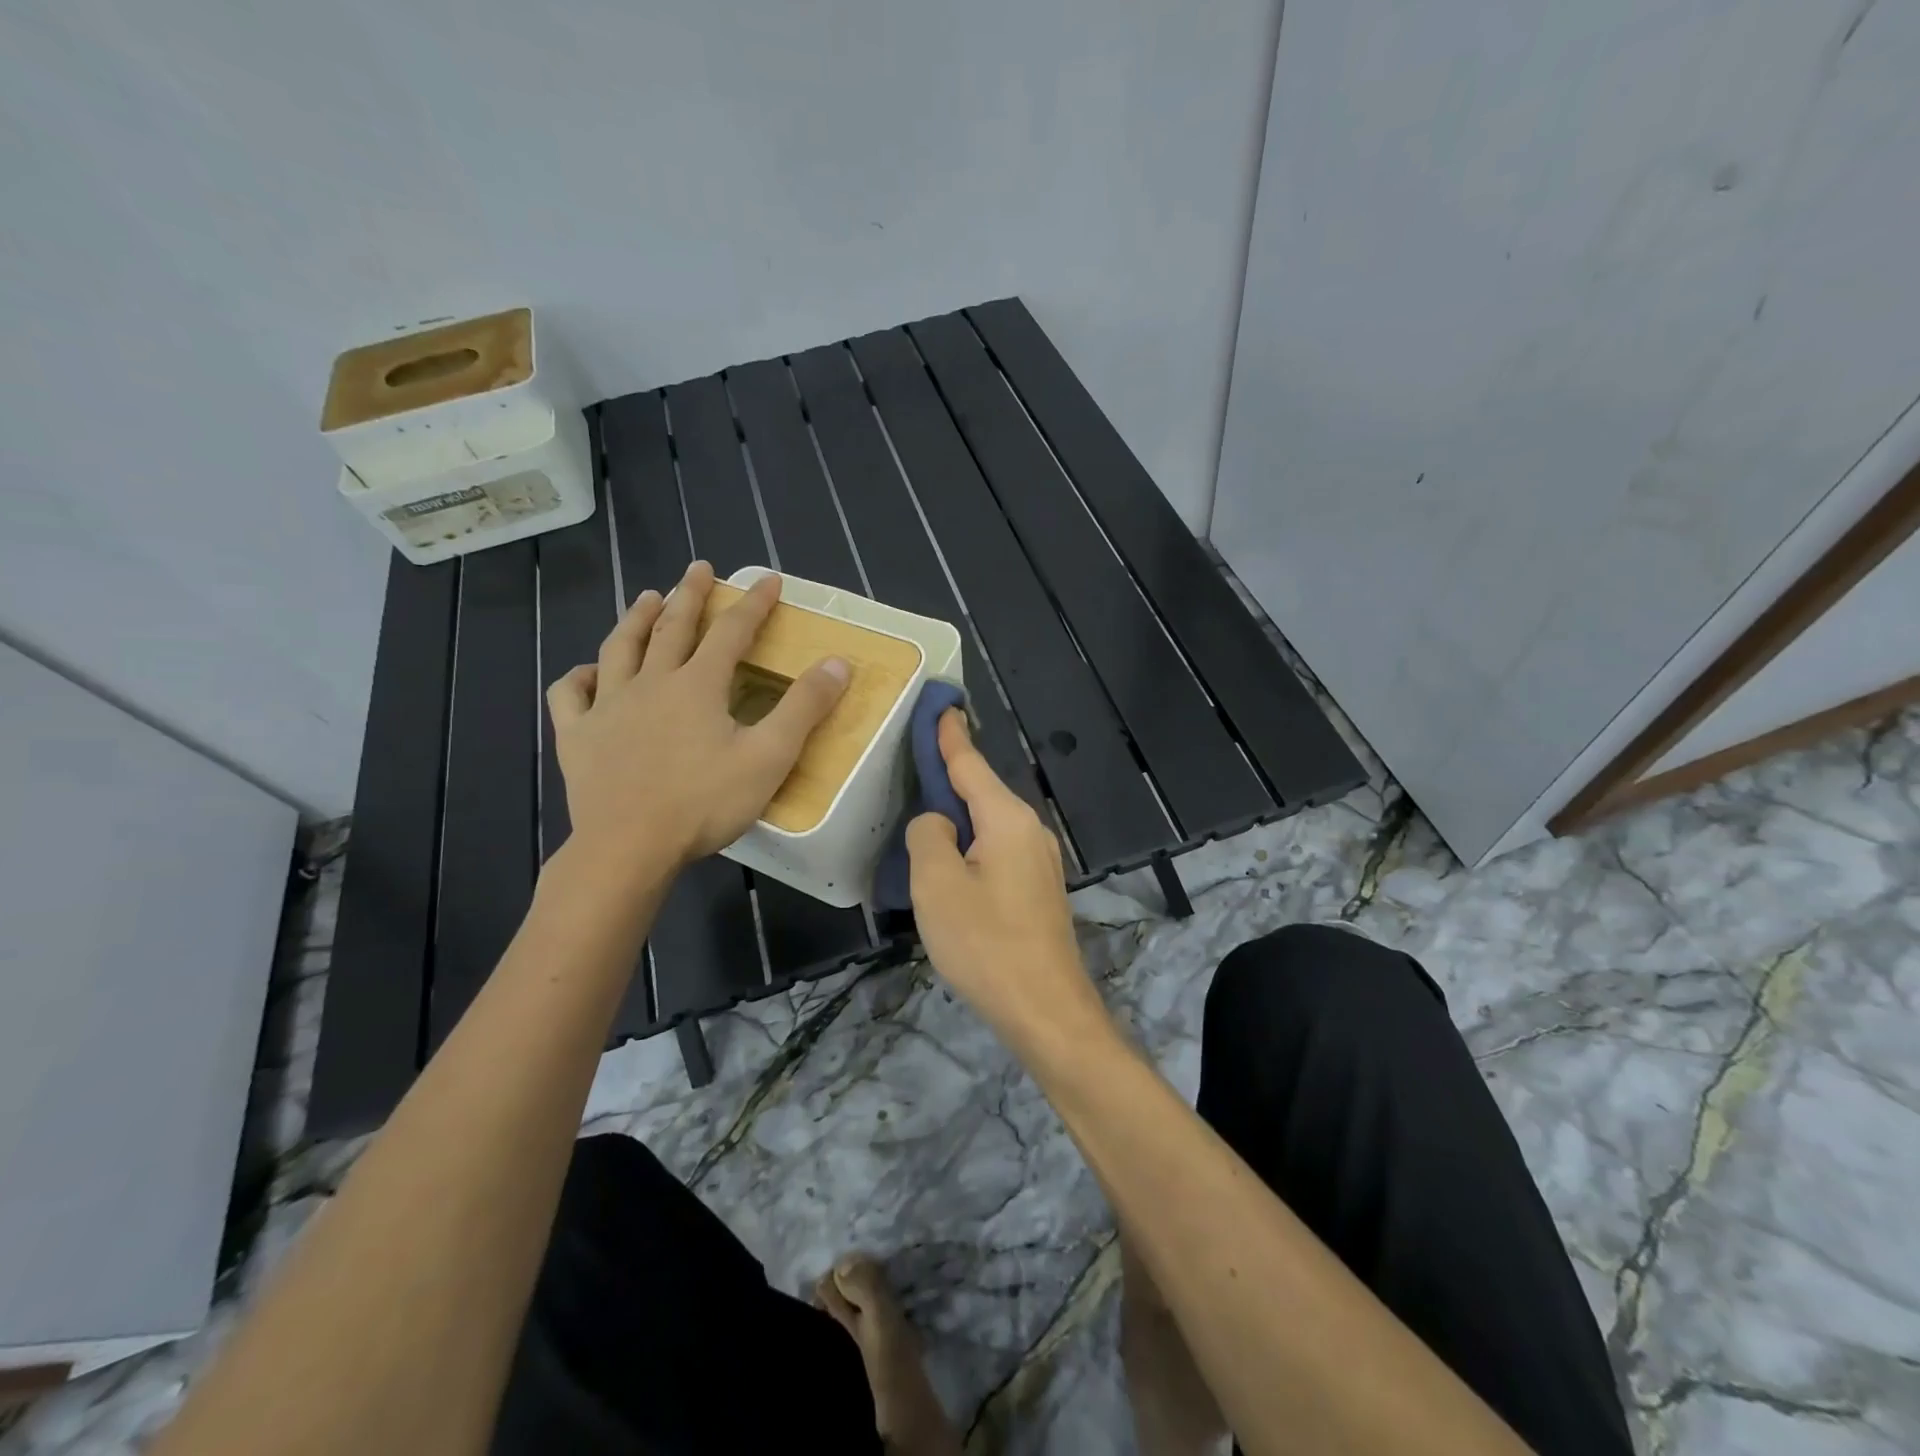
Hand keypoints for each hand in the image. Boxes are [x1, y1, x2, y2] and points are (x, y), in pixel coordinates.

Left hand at [546, 561, 848, 874]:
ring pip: (619, 649)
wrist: (629, 847)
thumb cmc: (704, 803)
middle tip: (699, 569)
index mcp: (698, 685)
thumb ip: (803, 708)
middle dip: (689, 594)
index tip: (768, 579)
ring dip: (635, 619)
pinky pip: (569, 695)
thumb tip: (838, 663)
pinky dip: (578, 678)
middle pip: (672, 627)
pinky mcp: (577, 736)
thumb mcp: (769, 757)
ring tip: (645, 597)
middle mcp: (651, 683)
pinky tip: (587, 674)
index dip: (754, 603)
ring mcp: (607, 707)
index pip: (732, 631)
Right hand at [906, 712, 1108, 1052]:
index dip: (950, 735)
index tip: (941, 705)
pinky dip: (971, 844)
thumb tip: (938, 823)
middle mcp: (1030, 831)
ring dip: (960, 815)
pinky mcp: (1038, 890)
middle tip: (917, 759)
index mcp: (1007, 819)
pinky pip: (997, 851)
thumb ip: (929, 836)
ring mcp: (1039, 862)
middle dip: (951, 775)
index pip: (971, 764)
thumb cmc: (985, 942)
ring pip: (989, 825)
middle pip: (982, 792)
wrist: (1045, 1009)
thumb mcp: (937, 884)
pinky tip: (952, 861)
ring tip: (926, 811)